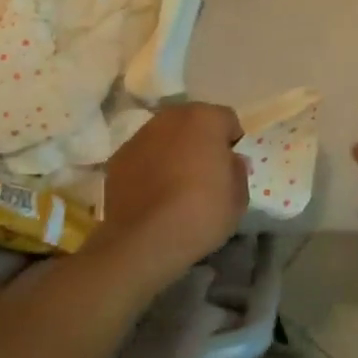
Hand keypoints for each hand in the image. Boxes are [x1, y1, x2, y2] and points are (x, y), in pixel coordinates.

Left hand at [93, 102, 247, 292]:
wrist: (145, 240)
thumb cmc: (201, 212)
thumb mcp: (238, 197)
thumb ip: (237, 170)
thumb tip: (230, 161)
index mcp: (205, 118)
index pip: (227, 120)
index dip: (232, 142)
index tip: (230, 167)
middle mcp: (171, 117)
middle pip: (193, 122)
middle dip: (200, 141)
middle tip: (204, 173)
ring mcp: (140, 136)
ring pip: (165, 136)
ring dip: (173, 151)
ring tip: (176, 185)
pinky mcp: (118, 158)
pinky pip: (143, 156)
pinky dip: (149, 167)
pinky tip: (153, 195)